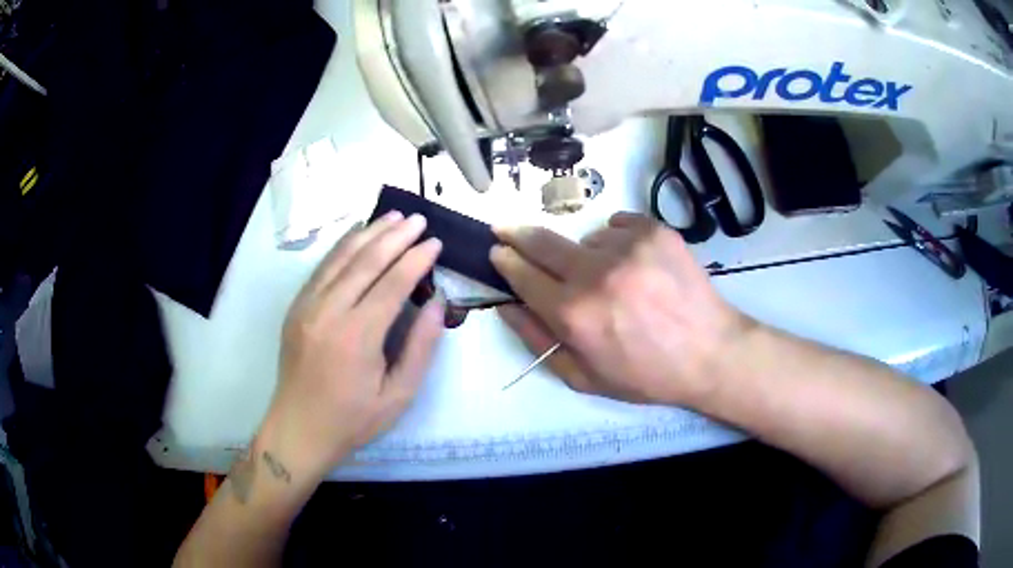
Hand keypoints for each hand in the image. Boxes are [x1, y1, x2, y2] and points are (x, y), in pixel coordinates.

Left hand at [261, 211, 444, 480]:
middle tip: (418, 219)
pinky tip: (357, 235)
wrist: (298, 428)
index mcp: (357, 336)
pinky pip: (322, 268)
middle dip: (395, 236)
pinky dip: (342, 247)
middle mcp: (329, 311)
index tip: (435, 242)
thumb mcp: (398, 395)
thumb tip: (437, 303)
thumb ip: (421, 347)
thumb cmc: (353, 418)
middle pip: (366, 261)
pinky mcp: (296, 307)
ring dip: (369, 233)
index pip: (392, 283)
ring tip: (392, 216)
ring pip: (341, 257)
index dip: (416, 259)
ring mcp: (307, 306)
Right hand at [492, 212, 751, 404]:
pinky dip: (617, 241)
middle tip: (505, 229)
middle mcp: (595, 273)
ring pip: (586, 239)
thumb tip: (506, 307)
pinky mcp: (653, 231)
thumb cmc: (645, 374)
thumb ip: (538, 341)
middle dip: (517, 234)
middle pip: (541, 242)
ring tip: (614, 279)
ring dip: (587, 254)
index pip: (523, 275)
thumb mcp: (584, 377)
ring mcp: (627, 246)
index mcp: (574, 314)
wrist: (709, 352)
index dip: (505, 261)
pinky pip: (617, 226)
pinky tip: (634, 264)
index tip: (497, 250)